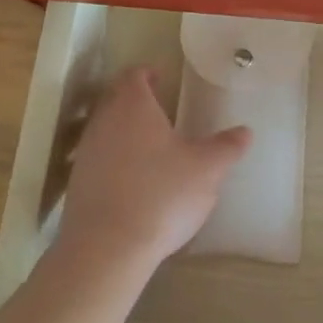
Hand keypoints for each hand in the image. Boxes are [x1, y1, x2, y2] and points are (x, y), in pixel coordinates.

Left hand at [56, 67, 251, 277]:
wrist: (106, 249)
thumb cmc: (161, 195)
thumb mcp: (207, 170)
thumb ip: (226, 147)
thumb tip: (245, 131)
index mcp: (133, 107)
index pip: (134, 75)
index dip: (147, 73)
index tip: (161, 78)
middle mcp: (104, 122)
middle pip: (115, 99)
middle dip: (135, 100)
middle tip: (160, 109)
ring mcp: (86, 154)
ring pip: (105, 129)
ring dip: (124, 131)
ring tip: (150, 146)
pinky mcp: (77, 185)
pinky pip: (97, 159)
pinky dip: (113, 160)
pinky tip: (133, 181)